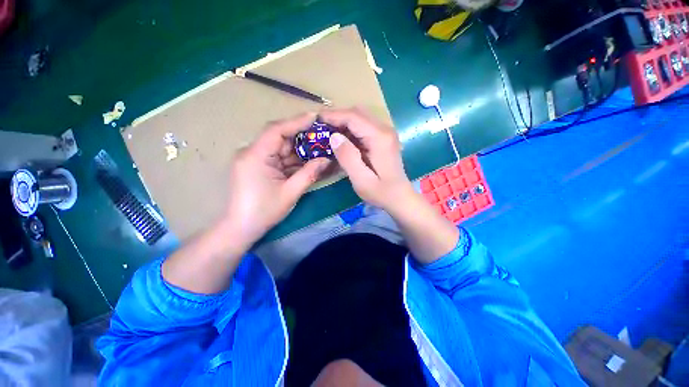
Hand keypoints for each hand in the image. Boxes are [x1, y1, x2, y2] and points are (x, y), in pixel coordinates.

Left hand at [224, 113, 330, 247]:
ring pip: (281, 148)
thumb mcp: (290, 192)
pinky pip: (278, 158)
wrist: (241, 228)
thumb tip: (327, 160)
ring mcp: (255, 159)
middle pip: (280, 137)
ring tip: (320, 148)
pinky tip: (308, 160)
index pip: (277, 130)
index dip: (297, 122)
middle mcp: (252, 152)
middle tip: (322, 135)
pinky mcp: (258, 167)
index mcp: (256, 156)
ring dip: (299, 150)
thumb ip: (309, 173)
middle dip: (302, 137)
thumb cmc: (264, 211)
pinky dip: (293, 160)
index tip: (316, 117)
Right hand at [320, 108, 413, 212]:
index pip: (353, 117)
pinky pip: (364, 127)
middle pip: (358, 113)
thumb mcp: (361, 180)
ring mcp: (385, 133)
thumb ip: (348, 157)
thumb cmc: (381, 192)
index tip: (316, 119)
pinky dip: (350, 130)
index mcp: (380, 138)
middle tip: (320, 127)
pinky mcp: (383, 139)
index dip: (333, 116)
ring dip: (343, 123)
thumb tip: (334, 137)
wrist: (400, 197)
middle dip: (337, 117)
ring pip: (360, 118)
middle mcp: (384, 130)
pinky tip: (342, 140)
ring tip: (328, 133)